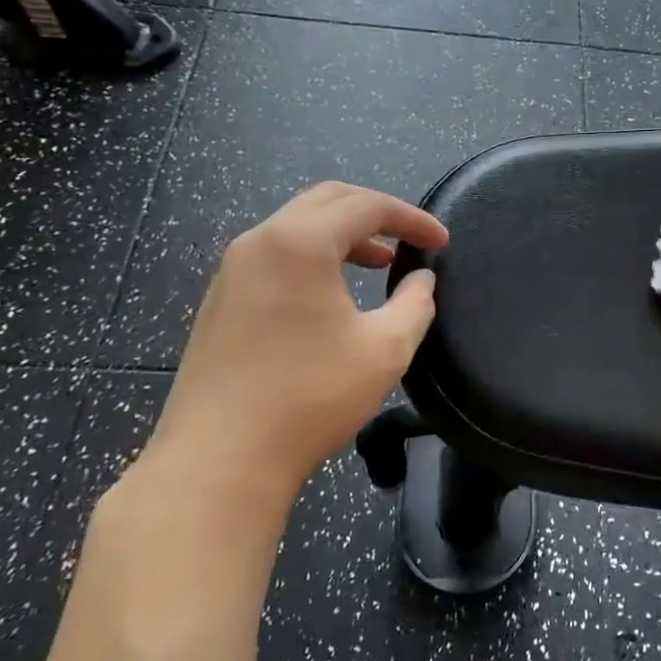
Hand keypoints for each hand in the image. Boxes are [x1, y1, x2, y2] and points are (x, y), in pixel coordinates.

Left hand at [140, 183, 447, 507]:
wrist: (219, 460)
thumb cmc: (309, 397)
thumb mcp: (384, 350)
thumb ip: (414, 305)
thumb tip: (421, 282)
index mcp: (300, 241)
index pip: (366, 206)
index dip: (412, 218)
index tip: (441, 242)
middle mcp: (260, 242)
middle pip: (327, 201)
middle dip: (375, 214)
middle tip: (409, 240)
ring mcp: (233, 271)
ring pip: (297, 227)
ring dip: (343, 235)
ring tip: (379, 263)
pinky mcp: (220, 301)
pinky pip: (275, 255)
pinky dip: (313, 257)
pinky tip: (332, 294)